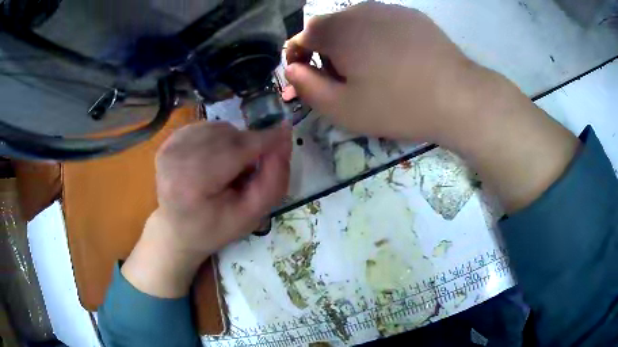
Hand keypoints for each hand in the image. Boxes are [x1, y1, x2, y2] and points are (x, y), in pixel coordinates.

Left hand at [122, 122, 291, 296]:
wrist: (176, 231)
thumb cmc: (214, 229)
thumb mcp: (250, 216)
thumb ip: (273, 180)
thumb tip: (284, 139)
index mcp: (192, 182)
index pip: (237, 149)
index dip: (266, 139)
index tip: (287, 133)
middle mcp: (176, 156)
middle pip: (229, 136)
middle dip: (249, 146)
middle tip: (251, 169)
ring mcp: (170, 145)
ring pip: (220, 128)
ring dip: (233, 143)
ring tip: (229, 168)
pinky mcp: (169, 140)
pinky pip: (206, 127)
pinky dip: (218, 139)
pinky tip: (214, 160)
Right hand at [286, 3, 578, 212]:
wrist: (458, 97)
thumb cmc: (397, 105)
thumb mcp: (342, 109)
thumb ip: (306, 88)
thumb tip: (292, 70)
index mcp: (337, 30)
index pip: (301, 37)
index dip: (299, 59)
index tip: (309, 79)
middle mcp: (359, 10)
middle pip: (329, 29)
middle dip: (327, 52)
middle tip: (345, 81)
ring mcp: (389, 9)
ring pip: (356, 24)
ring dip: (353, 43)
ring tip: (374, 71)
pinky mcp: (412, 15)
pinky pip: (383, 23)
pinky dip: (378, 38)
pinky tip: (397, 60)